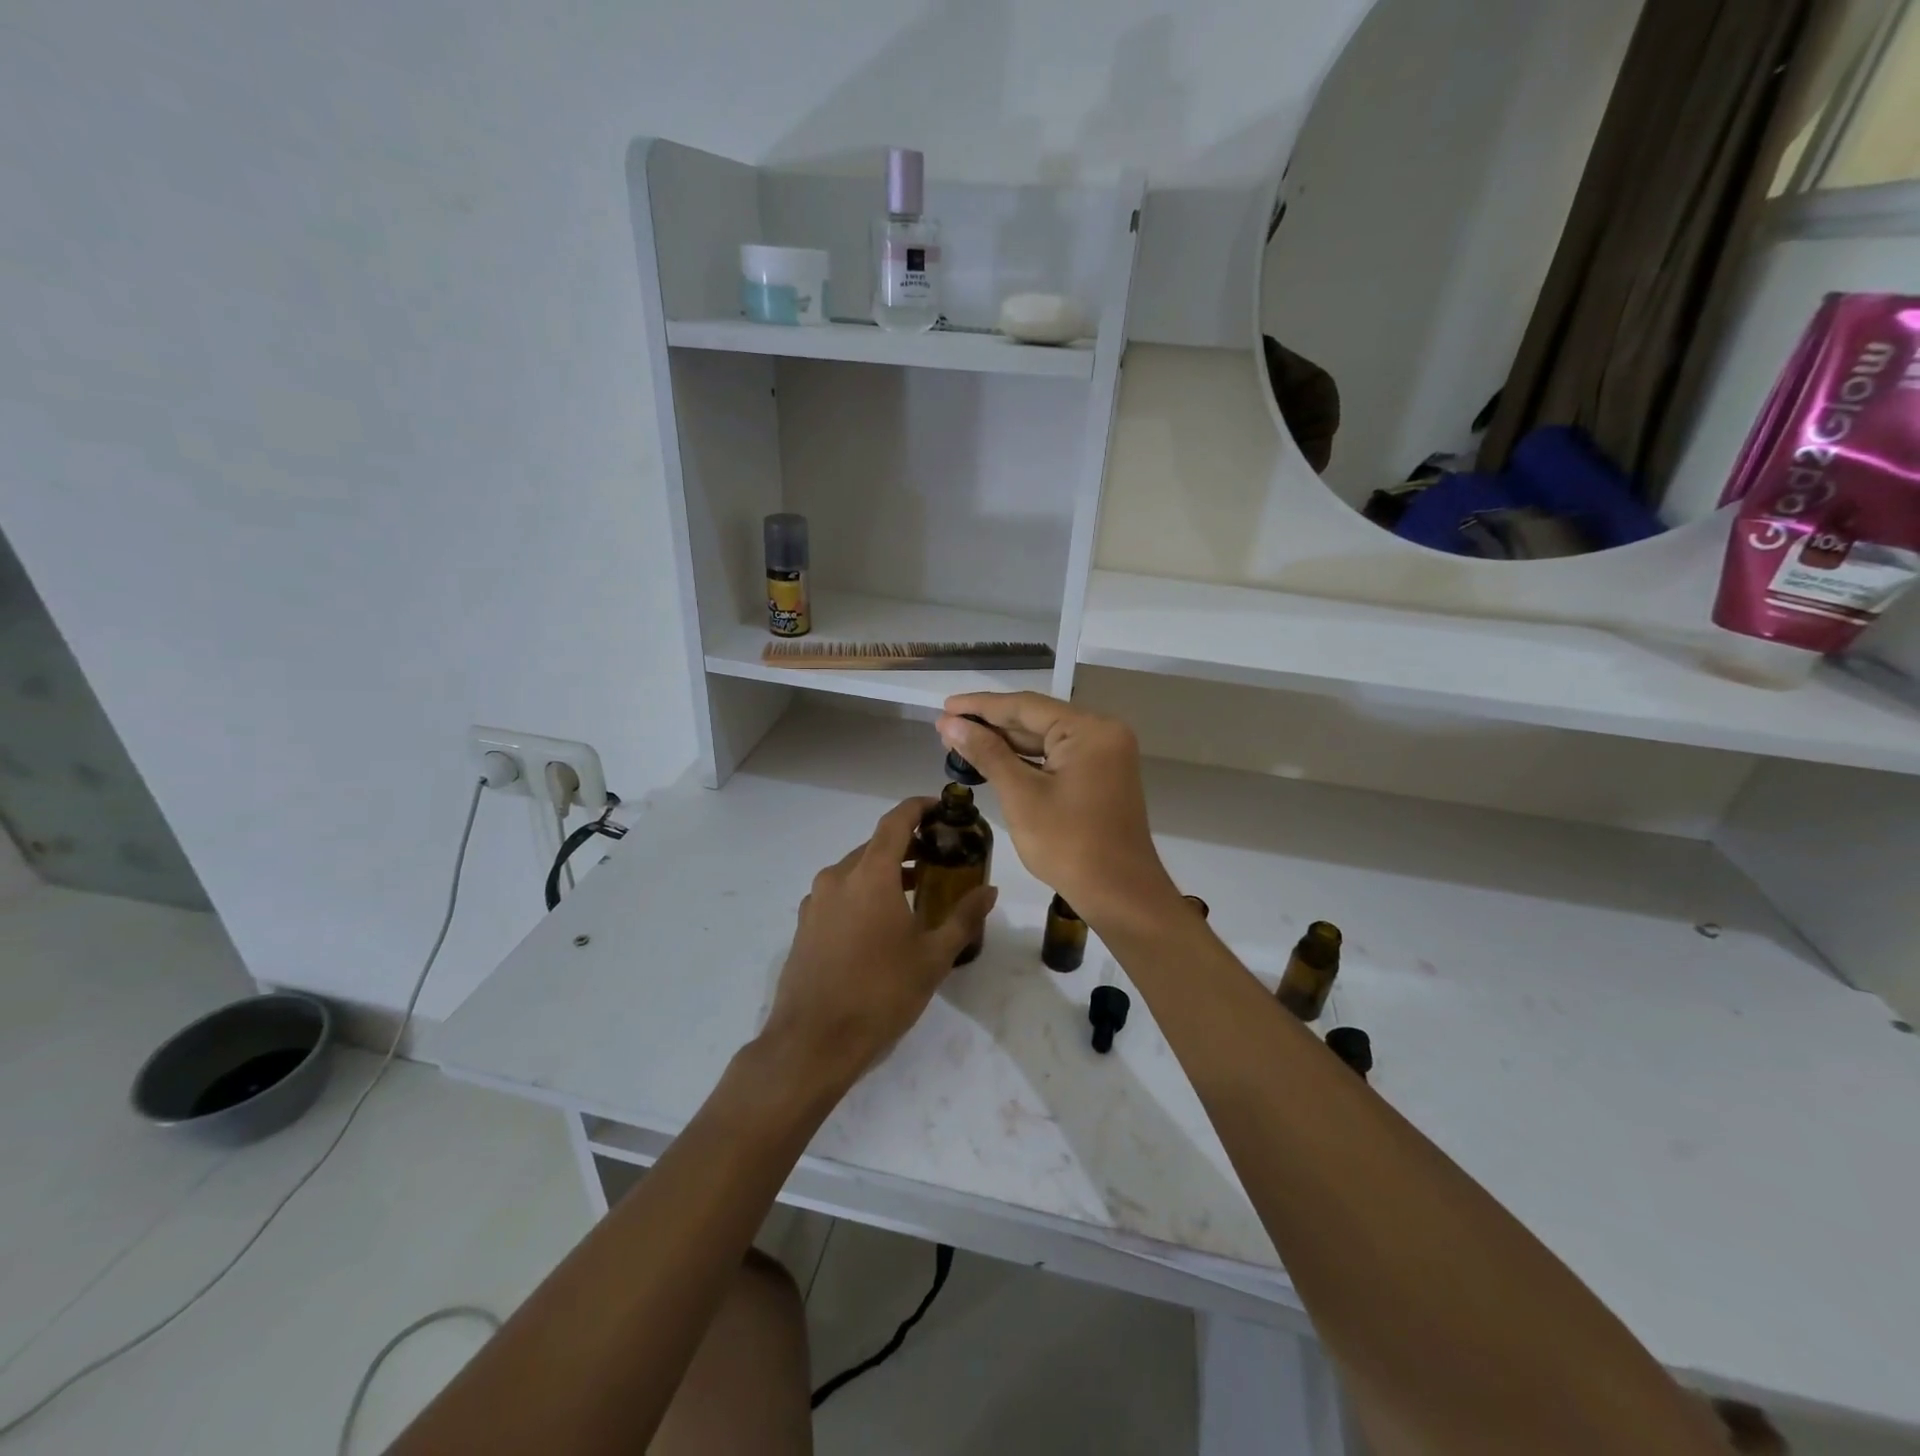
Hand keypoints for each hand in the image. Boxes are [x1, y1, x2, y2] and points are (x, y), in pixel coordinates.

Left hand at [757, 797, 996, 1095]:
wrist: (813, 1042)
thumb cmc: (880, 993)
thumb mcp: (933, 957)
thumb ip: (963, 918)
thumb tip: (989, 891)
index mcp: (870, 875)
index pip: (896, 821)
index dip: (918, 808)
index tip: (940, 808)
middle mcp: (838, 877)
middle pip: (876, 845)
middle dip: (907, 844)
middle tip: (938, 856)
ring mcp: (816, 900)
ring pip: (856, 869)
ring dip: (885, 870)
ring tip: (916, 890)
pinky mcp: (805, 924)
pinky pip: (839, 892)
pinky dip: (863, 891)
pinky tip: (881, 921)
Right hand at [938, 692, 1178, 929]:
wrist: (1119, 894)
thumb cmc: (1069, 845)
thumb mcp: (1021, 796)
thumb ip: (987, 753)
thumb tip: (951, 724)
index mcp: (1089, 730)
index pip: (1025, 706)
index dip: (981, 706)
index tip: (945, 706)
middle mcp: (1102, 733)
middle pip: (1037, 719)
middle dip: (991, 724)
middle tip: (946, 726)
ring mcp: (1105, 755)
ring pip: (1046, 738)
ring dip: (1006, 742)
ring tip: (961, 740)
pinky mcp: (1101, 775)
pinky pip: (1057, 757)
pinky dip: (1026, 759)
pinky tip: (994, 759)